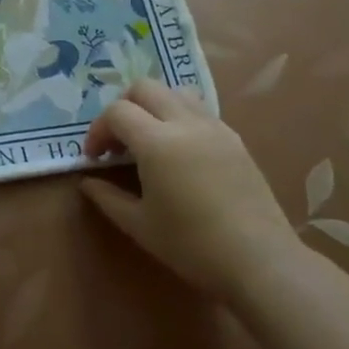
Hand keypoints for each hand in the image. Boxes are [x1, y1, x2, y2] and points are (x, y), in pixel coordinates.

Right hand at [79, 78, 302, 302]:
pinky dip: (179, 116)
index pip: (117, 112)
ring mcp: (214, 127)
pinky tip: (180, 151)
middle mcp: (185, 123)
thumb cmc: (192, 246)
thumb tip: (87, 182)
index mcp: (157, 142)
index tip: (94, 157)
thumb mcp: (140, 226)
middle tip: (118, 141)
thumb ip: (108, 197)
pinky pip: (199, 110)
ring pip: (175, 91)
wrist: (260, 261)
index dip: (98, 130)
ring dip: (153, 105)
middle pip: (144, 87)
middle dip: (123, 107)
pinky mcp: (234, 139)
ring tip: (149, 138)